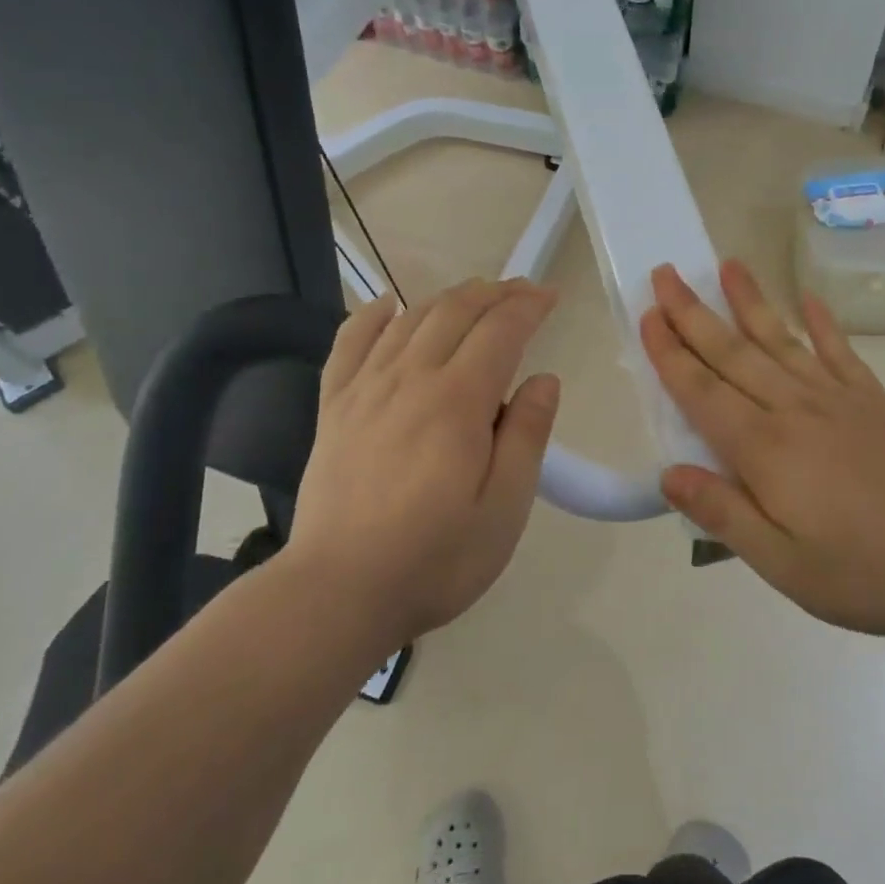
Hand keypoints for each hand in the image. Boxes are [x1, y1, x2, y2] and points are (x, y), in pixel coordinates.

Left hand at [289, 278, 559, 651]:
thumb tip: (543, 379)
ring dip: (448, 298)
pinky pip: (350, 342)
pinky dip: (373, 315)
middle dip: (494, 293)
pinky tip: (389, 306)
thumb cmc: (436, 558)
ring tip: (475, 297)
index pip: (500, 330)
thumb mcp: (505, 508)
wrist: (338, 592)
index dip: (528, 305)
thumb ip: (527, 436)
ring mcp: (365, 389)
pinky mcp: (333, 407)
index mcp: (457, 401)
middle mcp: (410, 379)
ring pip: (410, 319)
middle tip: (522, 291)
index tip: (550, 296)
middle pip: (455, 312)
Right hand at [641, 260, 884, 637]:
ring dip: (750, 303)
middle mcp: (795, 410)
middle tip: (666, 272)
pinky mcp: (876, 403)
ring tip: (727, 265)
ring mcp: (839, 400)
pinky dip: (823, 324)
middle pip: (733, 354)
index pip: (702, 392)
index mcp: (765, 450)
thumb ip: (723, 515)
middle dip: (693, 314)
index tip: (647, 314)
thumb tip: (668, 474)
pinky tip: (811, 300)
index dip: (670, 354)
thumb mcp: (784, 565)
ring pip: (780, 341)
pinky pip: (840, 353)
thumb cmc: (872, 571)